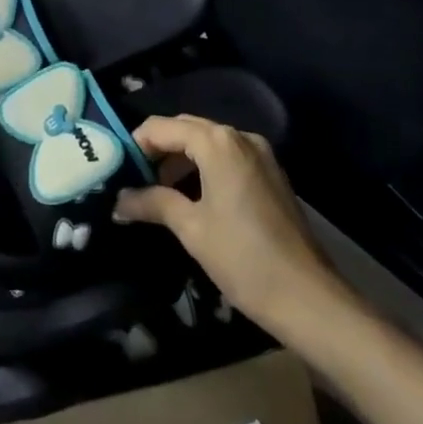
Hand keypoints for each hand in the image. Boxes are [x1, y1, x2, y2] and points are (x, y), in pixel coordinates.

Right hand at [113, 114, 341, 332]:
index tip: (115, 169)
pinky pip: (227, 157)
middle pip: (186, 129)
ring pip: (208, 143)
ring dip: (180, 160)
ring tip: (155, 192)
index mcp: (218, 142)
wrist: (307, 295)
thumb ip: (153, 203)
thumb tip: (119, 200)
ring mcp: (260, 154)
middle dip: (157, 150)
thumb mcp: (191, 229)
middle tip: (131, 179)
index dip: (136, 144)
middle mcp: (240, 136)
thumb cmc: (242, 257)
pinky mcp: (270, 173)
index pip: (162, 127)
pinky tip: (190, 197)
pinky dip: (204, 168)